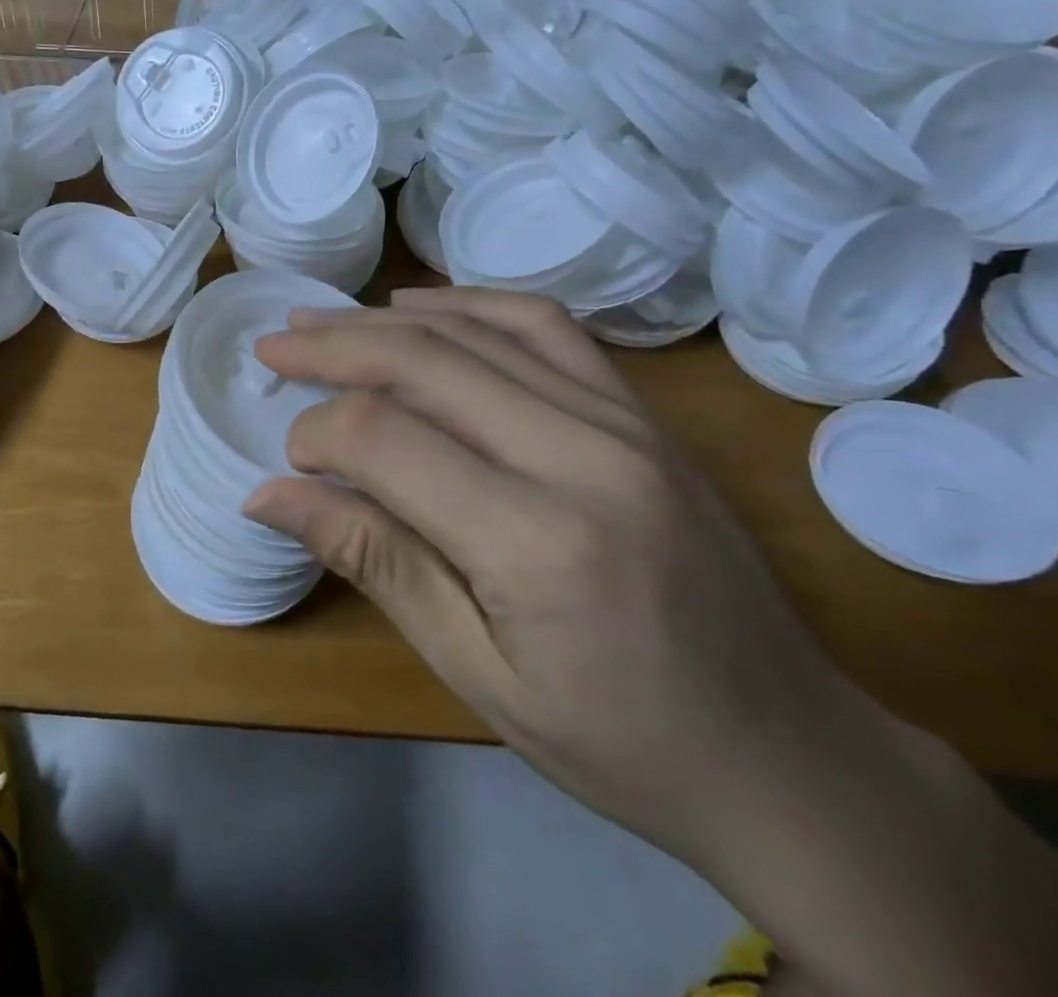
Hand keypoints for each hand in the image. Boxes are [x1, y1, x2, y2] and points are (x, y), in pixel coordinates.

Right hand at [247, 287, 881, 867]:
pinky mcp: (643, 414)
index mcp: (536, 541)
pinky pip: (544, 326)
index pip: (386, 439)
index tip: (288, 456)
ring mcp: (625, 422)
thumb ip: (372, 560)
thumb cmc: (617, 740)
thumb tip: (268, 494)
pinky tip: (422, 307)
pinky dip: (470, 303)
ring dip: (387, 317)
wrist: (789, 754)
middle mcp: (583, 456)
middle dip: (333, 346)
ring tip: (324, 320)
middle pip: (425, 360)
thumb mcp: (474, 670)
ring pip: (479, 328)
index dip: (317, 432)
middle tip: (275, 344)